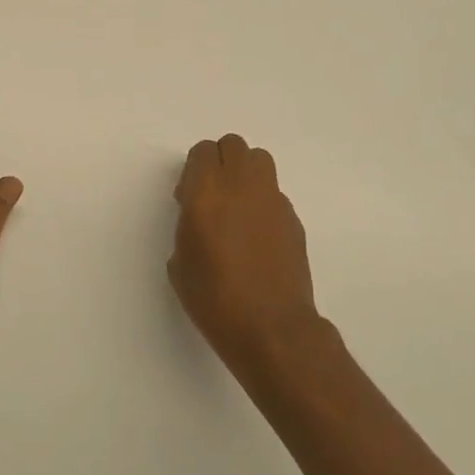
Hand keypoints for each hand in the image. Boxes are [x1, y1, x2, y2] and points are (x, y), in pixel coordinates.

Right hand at [170, 134, 322, 373]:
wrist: (271, 329)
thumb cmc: (215, 299)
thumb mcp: (180, 262)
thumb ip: (187, 225)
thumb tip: (199, 216)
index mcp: (207, 192)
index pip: (202, 151)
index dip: (193, 170)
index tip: (188, 198)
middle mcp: (242, 185)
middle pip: (233, 145)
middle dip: (220, 162)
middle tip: (212, 196)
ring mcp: (272, 199)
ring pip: (259, 160)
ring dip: (245, 173)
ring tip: (237, 208)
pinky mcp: (293, 218)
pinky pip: (274, 193)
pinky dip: (263, 202)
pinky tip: (257, 237)